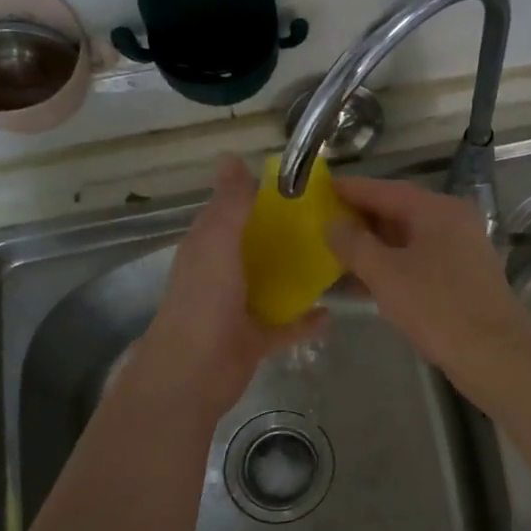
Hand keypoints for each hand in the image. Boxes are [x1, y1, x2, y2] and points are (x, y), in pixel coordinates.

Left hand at [133, 156, 325, 419]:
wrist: (193, 374)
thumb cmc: (204, 301)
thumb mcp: (216, 242)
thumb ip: (229, 204)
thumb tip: (232, 156)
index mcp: (209, 246)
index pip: (234, 212)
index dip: (261, 197)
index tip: (302, 186)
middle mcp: (223, 273)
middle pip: (258, 247)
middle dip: (288, 235)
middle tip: (332, 221)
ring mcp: (239, 308)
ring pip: (273, 284)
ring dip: (298, 274)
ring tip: (337, 260)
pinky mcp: (255, 339)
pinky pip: (286, 325)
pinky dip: (306, 320)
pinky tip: (331, 312)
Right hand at [324, 177, 530, 395]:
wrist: (494, 355)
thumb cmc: (437, 307)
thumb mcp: (386, 273)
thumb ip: (354, 244)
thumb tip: (331, 223)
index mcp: (437, 210)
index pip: (385, 189)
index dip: (350, 190)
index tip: (318, 189)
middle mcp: (452, 222)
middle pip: (397, 211)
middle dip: (358, 219)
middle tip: (319, 224)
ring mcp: (459, 251)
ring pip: (406, 240)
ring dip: (371, 247)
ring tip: (332, 254)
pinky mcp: (460, 279)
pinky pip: (416, 262)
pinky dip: (390, 267)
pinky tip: (361, 283)